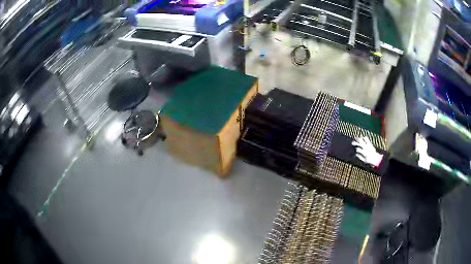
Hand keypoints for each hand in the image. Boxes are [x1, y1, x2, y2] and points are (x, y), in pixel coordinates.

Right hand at [352, 136, 382, 166]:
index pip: (358, 149)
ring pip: (363, 139)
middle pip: (360, 142)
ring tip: (357, 138)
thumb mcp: (364, 161)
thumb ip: (360, 157)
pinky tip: (362, 139)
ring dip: (360, 138)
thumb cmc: (370, 161)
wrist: (376, 159)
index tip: (355, 151)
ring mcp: (369, 145)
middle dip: (356, 142)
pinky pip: (367, 139)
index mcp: (364, 152)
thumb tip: (356, 154)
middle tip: (353, 142)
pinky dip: (364, 138)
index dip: (356, 149)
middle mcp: (366, 147)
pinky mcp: (370, 144)